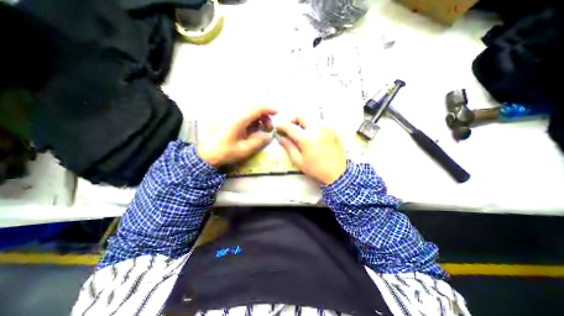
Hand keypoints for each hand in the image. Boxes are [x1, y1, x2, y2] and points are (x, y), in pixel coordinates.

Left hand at [196, 107, 277, 167]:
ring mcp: (229, 116)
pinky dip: (251, 121)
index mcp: (238, 120)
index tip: (277, 112)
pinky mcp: (227, 120)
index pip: (256, 109)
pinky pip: (243, 116)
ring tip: (262, 129)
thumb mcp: (244, 150)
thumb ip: (258, 141)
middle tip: (269, 128)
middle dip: (264, 116)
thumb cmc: (224, 152)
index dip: (268, 108)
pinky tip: (253, 130)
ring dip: (258, 118)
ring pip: (248, 112)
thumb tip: (269, 135)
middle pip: (253, 109)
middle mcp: (234, 114)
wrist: (205, 155)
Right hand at [276, 116, 345, 184]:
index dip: (282, 125)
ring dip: (304, 123)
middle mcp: (317, 129)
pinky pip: (321, 123)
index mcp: (306, 138)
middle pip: (301, 116)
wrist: (337, 173)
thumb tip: (280, 138)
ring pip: (311, 118)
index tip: (279, 128)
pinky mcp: (333, 130)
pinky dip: (314, 126)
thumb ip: (288, 147)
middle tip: (291, 128)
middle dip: (293, 120)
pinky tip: (314, 136)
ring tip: (303, 133)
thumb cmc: (316, 169)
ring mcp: (327, 128)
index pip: (290, 126)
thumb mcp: (299, 161)